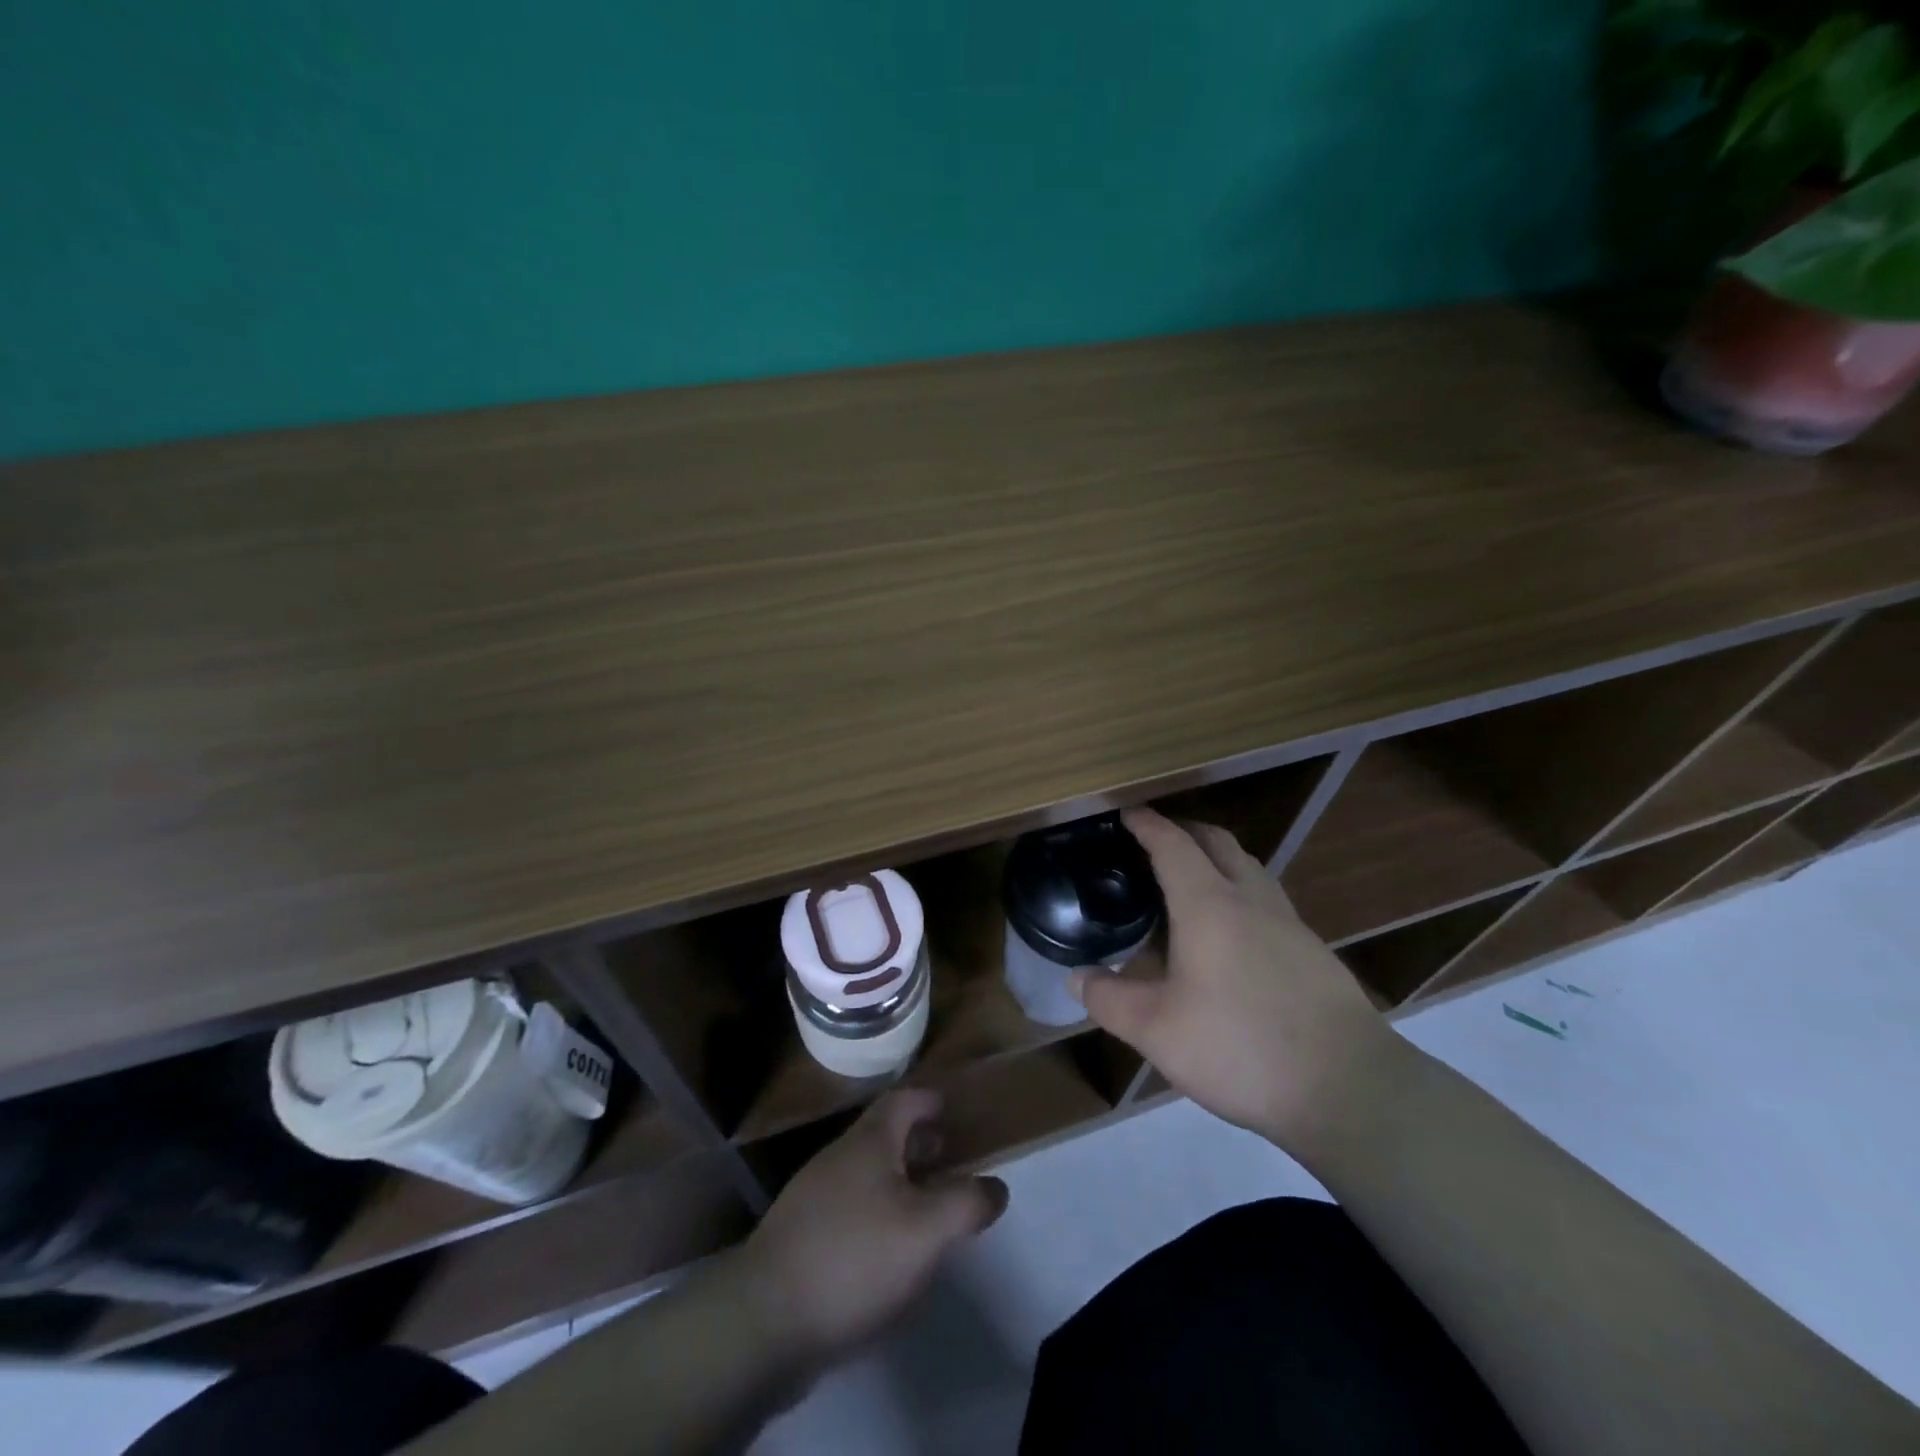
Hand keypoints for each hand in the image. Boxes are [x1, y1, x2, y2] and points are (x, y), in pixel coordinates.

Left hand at [738, 1088, 1008, 1358]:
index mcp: (868, 1143)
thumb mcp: (926, 1231)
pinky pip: (847, 1207)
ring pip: (864, 1171)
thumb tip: (995, 1187)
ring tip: (923, 1205)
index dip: (928, 1100)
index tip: (950, 1107)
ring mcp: (813, 1196)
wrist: (763, 1319)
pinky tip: (885, 1250)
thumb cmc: (854, 1258)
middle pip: (882, 1134)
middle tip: (946, 1157)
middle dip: (916, 1141)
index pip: (903, 1100)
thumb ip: (966, 1204)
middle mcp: (838, 1158)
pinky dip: (874, 1211)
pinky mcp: (799, 1235)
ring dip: (896, 1178)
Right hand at [1072, 808, 1398, 1150]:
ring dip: (1217, 859)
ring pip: (1249, 868)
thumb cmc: (1240, 1047)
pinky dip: (1240, 892)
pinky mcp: (1313, 952)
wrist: (1349, 1089)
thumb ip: (1109, 1000)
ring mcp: (1289, 923)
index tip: (1126, 813)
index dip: (1147, 825)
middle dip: (1184, 830)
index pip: (1173, 845)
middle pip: (1218, 842)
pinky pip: (1267, 900)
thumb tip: (1076, 977)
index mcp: (1209, 905)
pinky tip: (1230, 934)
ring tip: (1190, 882)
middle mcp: (1251, 900)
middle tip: (1154, 841)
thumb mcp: (1157, 1031)